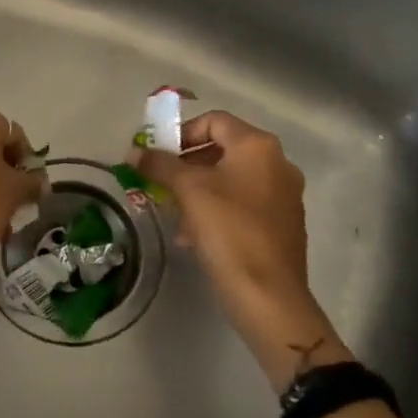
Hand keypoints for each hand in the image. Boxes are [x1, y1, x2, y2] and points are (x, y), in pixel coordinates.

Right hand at [137, 111, 350, 387]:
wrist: (269, 295)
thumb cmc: (229, 231)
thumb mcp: (188, 191)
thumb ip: (160, 165)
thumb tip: (134, 152)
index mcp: (258, 147)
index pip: (214, 121)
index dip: (180, 133)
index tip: (157, 156)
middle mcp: (277, 163)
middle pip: (222, 149)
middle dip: (186, 165)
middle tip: (159, 183)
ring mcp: (283, 195)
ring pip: (230, 180)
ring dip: (198, 190)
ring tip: (174, 214)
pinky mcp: (282, 225)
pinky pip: (242, 205)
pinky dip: (216, 210)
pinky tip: (195, 236)